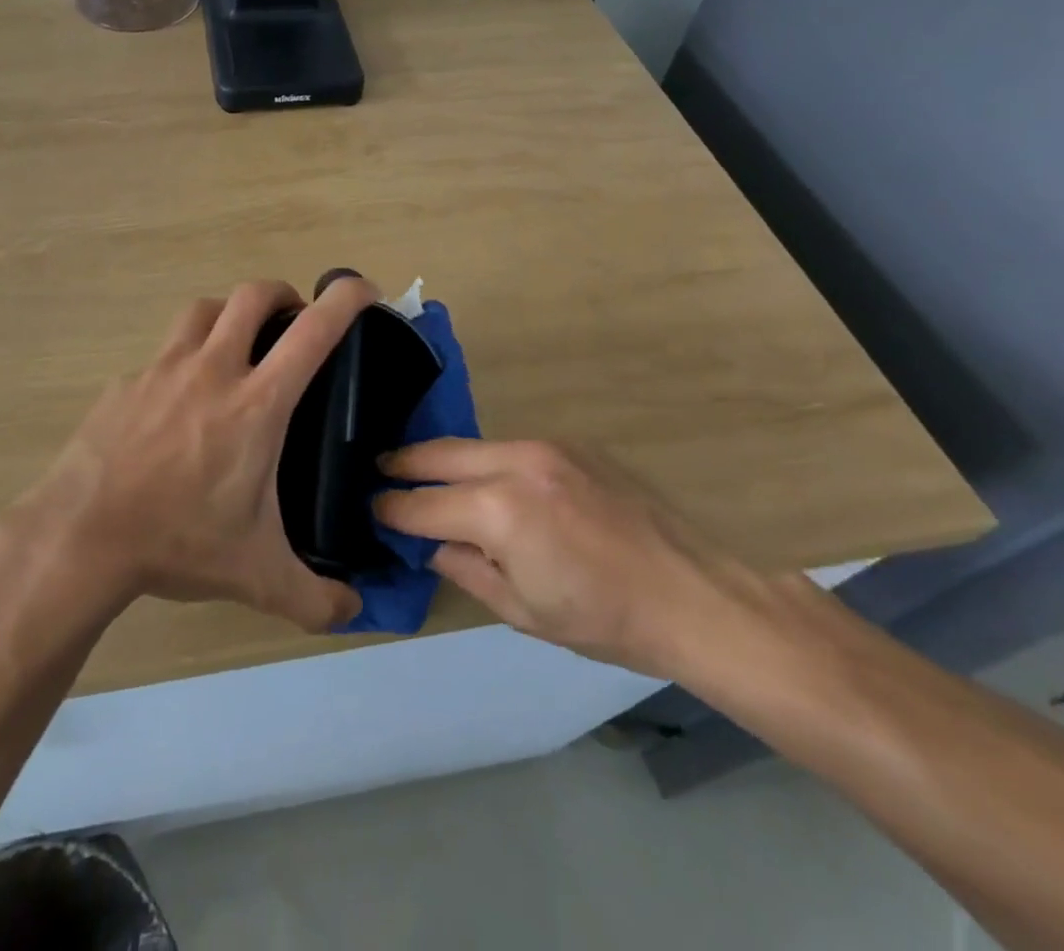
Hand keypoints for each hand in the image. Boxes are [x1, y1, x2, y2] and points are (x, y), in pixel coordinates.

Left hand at [20, 277, 374, 632]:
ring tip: (236, 347)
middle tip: (293, 324)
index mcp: (257, 403)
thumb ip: (315, 598)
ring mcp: (163, 369)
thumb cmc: (178, 542)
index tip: (364, 291)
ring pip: (204, 309)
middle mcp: (212, 369)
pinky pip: (163, 353)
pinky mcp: (126, 382)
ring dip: (229, 315)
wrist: (81, 536)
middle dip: (283, 295)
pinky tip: (178, 403)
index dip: (346, 298)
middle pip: (252, 295)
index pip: (313, 330)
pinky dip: (183, 360)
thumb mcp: (257, 576)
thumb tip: (354, 612)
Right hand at [374, 439, 744, 677]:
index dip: (391, 510)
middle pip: (437, 454)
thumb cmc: (602, 618)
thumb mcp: (520, 610)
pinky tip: (485, 480)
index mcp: (497, 510)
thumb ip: (464, 568)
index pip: (421, 504)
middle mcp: (513, 463)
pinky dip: (484, 461)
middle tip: (378, 472)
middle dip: (402, 464)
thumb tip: (431, 542)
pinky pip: (509, 447)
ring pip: (472, 445)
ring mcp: (544, 447)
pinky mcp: (568, 444)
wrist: (692, 595)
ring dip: (443, 459)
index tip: (371, 510)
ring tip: (423, 474)